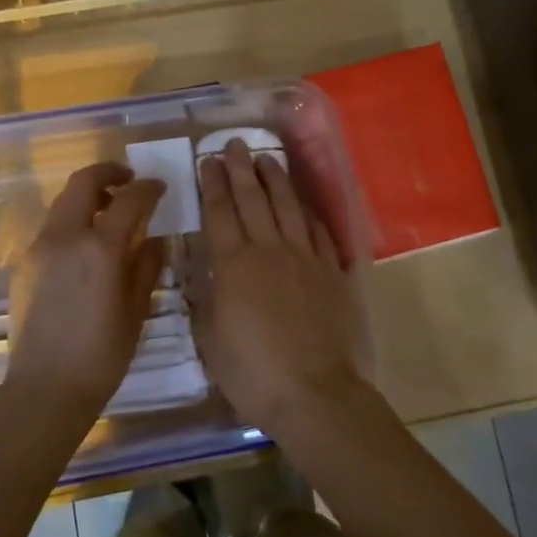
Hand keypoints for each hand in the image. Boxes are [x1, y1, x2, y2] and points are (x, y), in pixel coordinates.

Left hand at [7, 162, 166, 421]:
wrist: (45, 388)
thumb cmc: (101, 355)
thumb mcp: (136, 311)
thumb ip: (146, 266)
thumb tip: (154, 238)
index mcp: (99, 248)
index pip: (128, 200)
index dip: (148, 189)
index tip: (159, 187)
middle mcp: (65, 237)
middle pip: (83, 183)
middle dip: (108, 173)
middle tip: (128, 181)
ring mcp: (39, 248)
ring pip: (63, 203)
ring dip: (87, 196)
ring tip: (108, 211)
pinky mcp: (24, 264)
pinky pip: (51, 227)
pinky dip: (71, 220)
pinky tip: (85, 244)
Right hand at [194, 140, 364, 431]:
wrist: (315, 392)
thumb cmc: (253, 373)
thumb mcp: (211, 340)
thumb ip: (205, 302)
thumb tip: (203, 278)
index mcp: (233, 265)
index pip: (219, 212)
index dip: (212, 183)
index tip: (207, 159)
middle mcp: (269, 250)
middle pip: (253, 199)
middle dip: (241, 168)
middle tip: (235, 144)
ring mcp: (305, 258)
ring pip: (288, 207)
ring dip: (276, 179)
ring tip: (267, 158)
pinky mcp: (332, 272)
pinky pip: (319, 231)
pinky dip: (308, 212)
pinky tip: (303, 202)